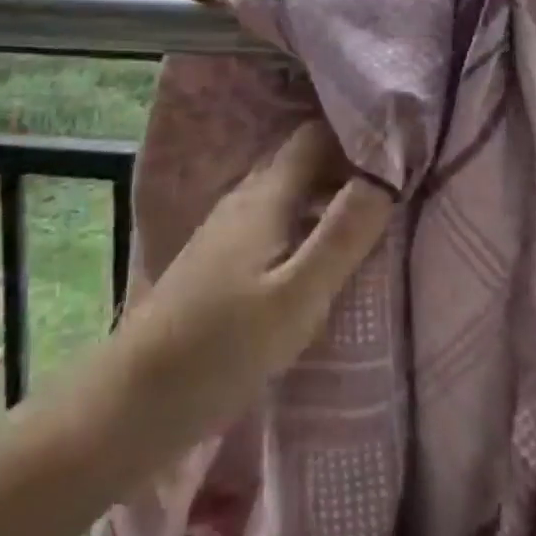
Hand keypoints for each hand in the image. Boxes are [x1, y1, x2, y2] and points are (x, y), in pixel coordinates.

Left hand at [113, 121, 392, 451]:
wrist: (135, 398)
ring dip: (326, 197)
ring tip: (371, 219)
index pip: (315, 137)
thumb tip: (384, 177)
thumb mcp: (297, 297)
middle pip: (301, 161)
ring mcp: (227, 228)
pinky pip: (273, 221)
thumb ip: (342, 235)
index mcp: (265, 194)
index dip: (356, 138)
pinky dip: (304, 224)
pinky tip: (320, 256)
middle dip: (346, 166)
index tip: (399, 154)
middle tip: (396, 187)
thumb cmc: (223, 346)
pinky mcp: (220, 259)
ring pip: (287, 193)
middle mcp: (244, 198)